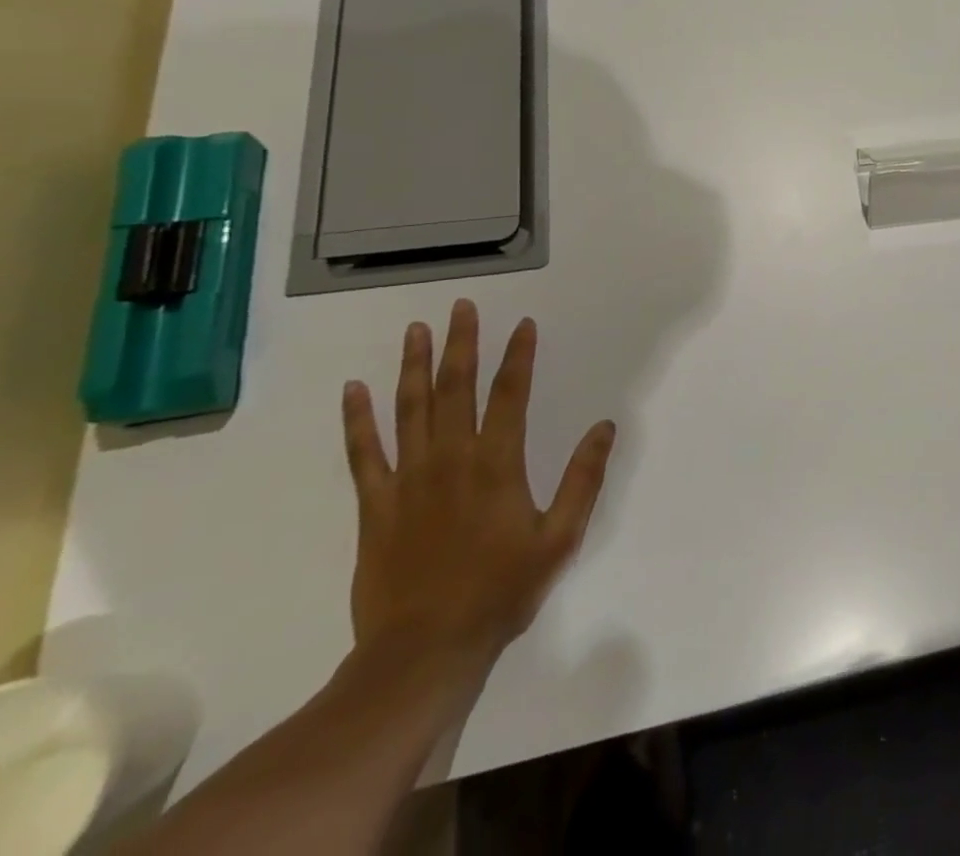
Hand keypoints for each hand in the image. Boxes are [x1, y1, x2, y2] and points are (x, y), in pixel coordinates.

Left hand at [340, 300, 615, 666]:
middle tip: (460, 307)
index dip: (518, 356)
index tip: (523, 325)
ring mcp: (408, 479)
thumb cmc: (500, 592)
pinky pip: (363, 453)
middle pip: (455, 389)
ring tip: (416, 330)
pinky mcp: (376, 505)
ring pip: (410, 409)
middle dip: (461, 344)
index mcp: (498, 464)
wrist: (423, 652)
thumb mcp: (560, 538)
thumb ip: (584, 478)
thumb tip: (605, 426)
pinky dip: (358, 420)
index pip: (510, 394)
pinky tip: (354, 390)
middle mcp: (451, 459)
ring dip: (413, 366)